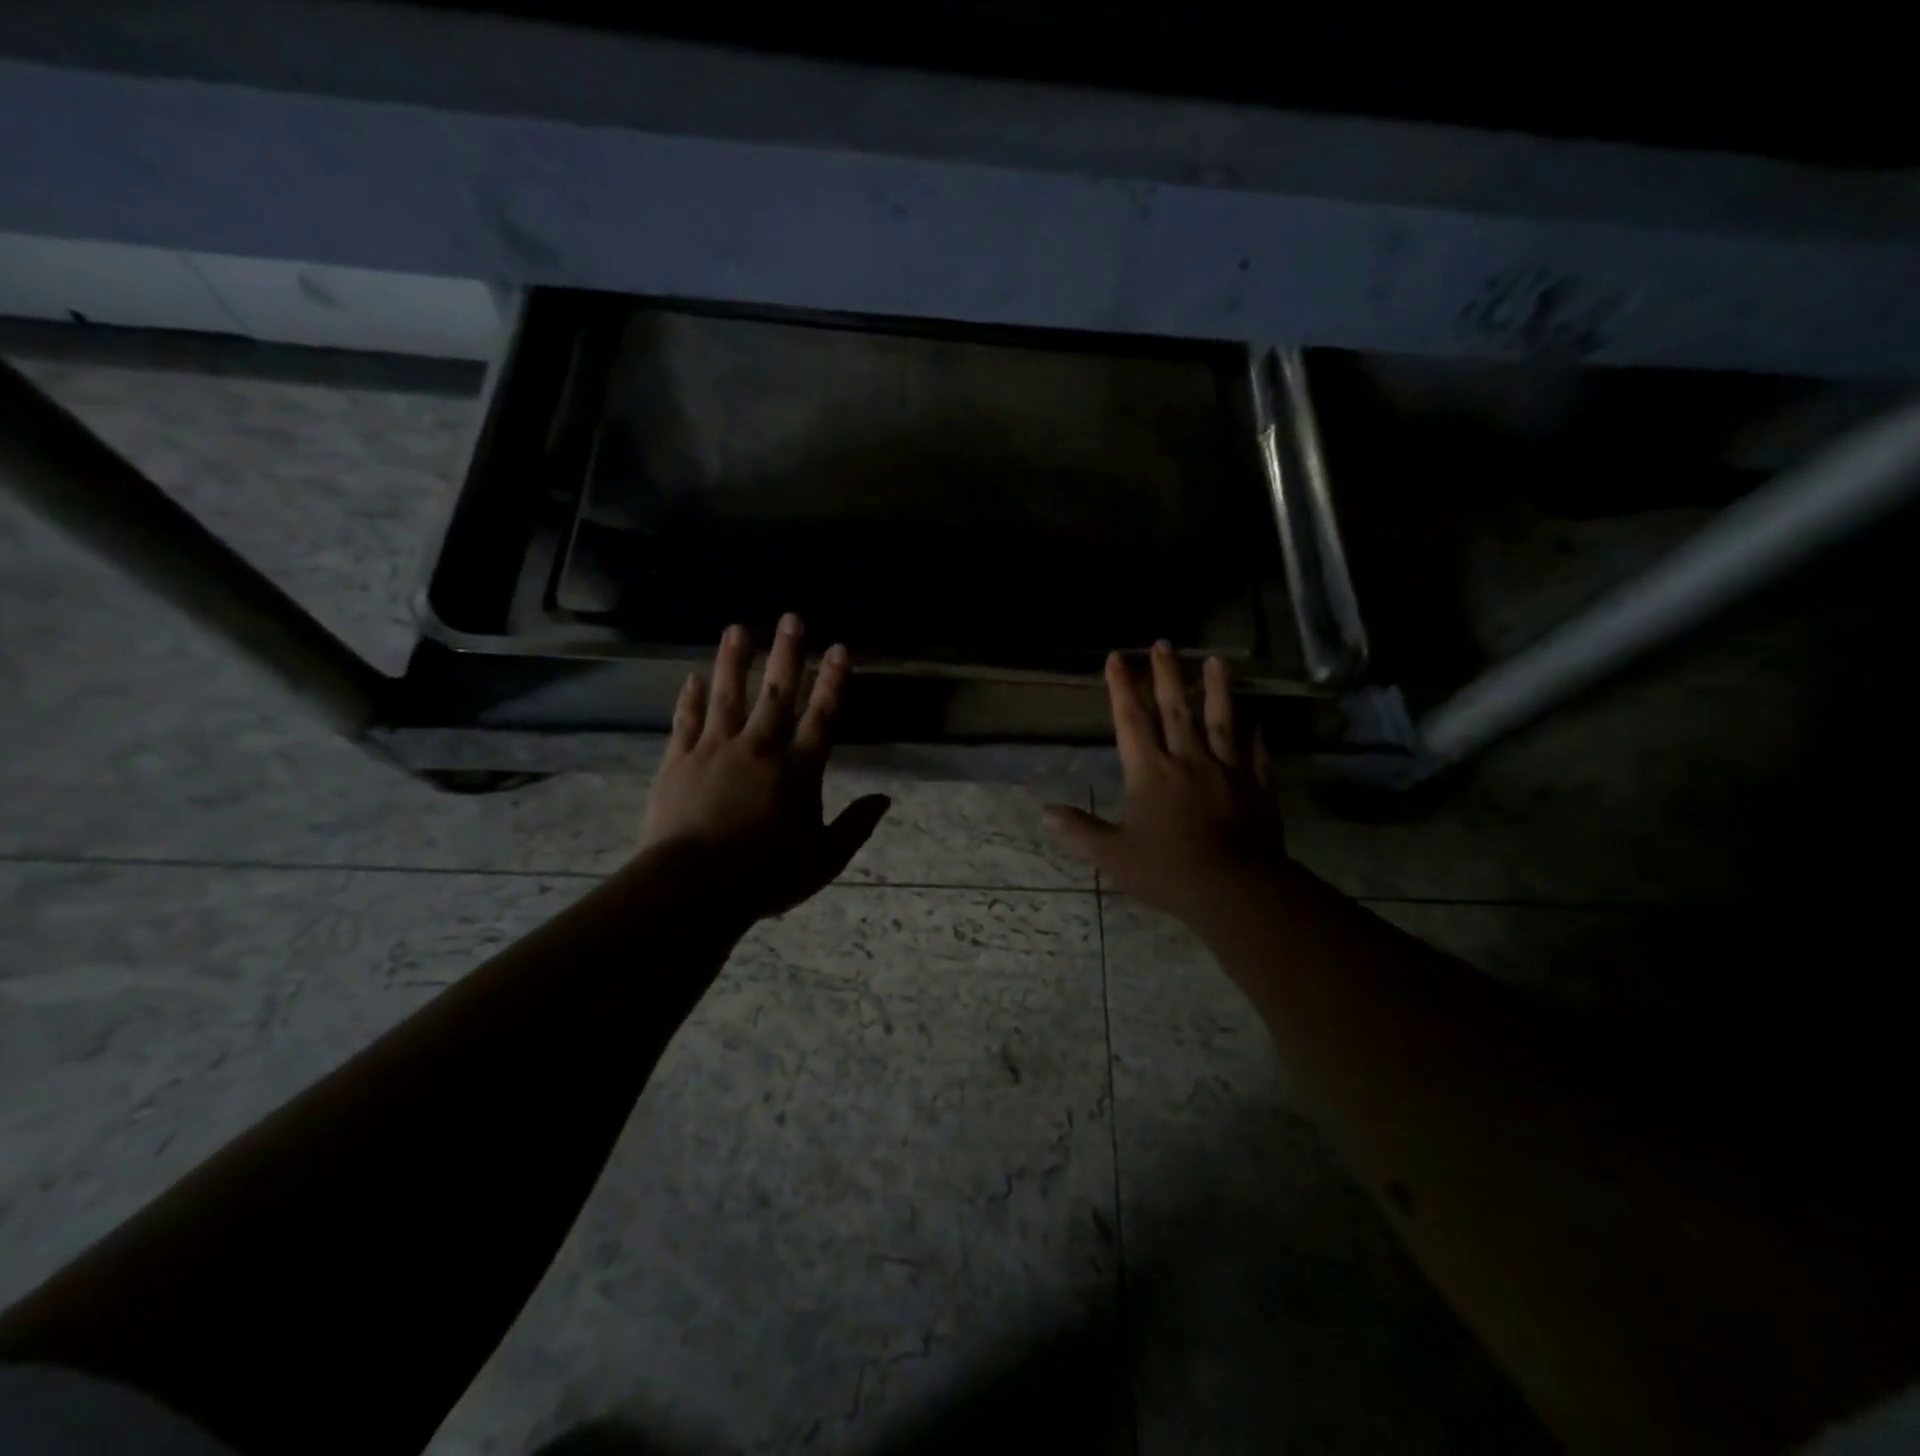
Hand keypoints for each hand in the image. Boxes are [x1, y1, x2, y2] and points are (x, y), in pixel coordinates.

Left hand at [638, 614, 890, 929]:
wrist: (694, 886)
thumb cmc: (766, 876)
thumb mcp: (825, 859)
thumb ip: (856, 825)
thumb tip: (885, 799)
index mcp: (798, 770)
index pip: (822, 716)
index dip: (833, 681)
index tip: (839, 649)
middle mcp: (760, 748)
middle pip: (776, 693)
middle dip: (786, 654)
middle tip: (791, 618)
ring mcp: (716, 750)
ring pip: (727, 696)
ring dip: (733, 661)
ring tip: (737, 629)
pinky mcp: (679, 761)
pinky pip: (687, 721)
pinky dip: (690, 699)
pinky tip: (691, 678)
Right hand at [1045, 643, 1289, 927]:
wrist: (1236, 890)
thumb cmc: (1168, 871)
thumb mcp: (1113, 856)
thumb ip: (1080, 831)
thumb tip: (1045, 812)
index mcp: (1150, 773)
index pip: (1131, 721)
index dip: (1122, 688)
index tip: (1117, 657)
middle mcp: (1188, 761)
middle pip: (1175, 710)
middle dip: (1166, 675)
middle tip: (1163, 643)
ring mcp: (1227, 771)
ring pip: (1220, 722)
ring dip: (1217, 689)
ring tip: (1217, 659)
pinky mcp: (1257, 789)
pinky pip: (1256, 756)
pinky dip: (1256, 738)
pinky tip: (1259, 722)